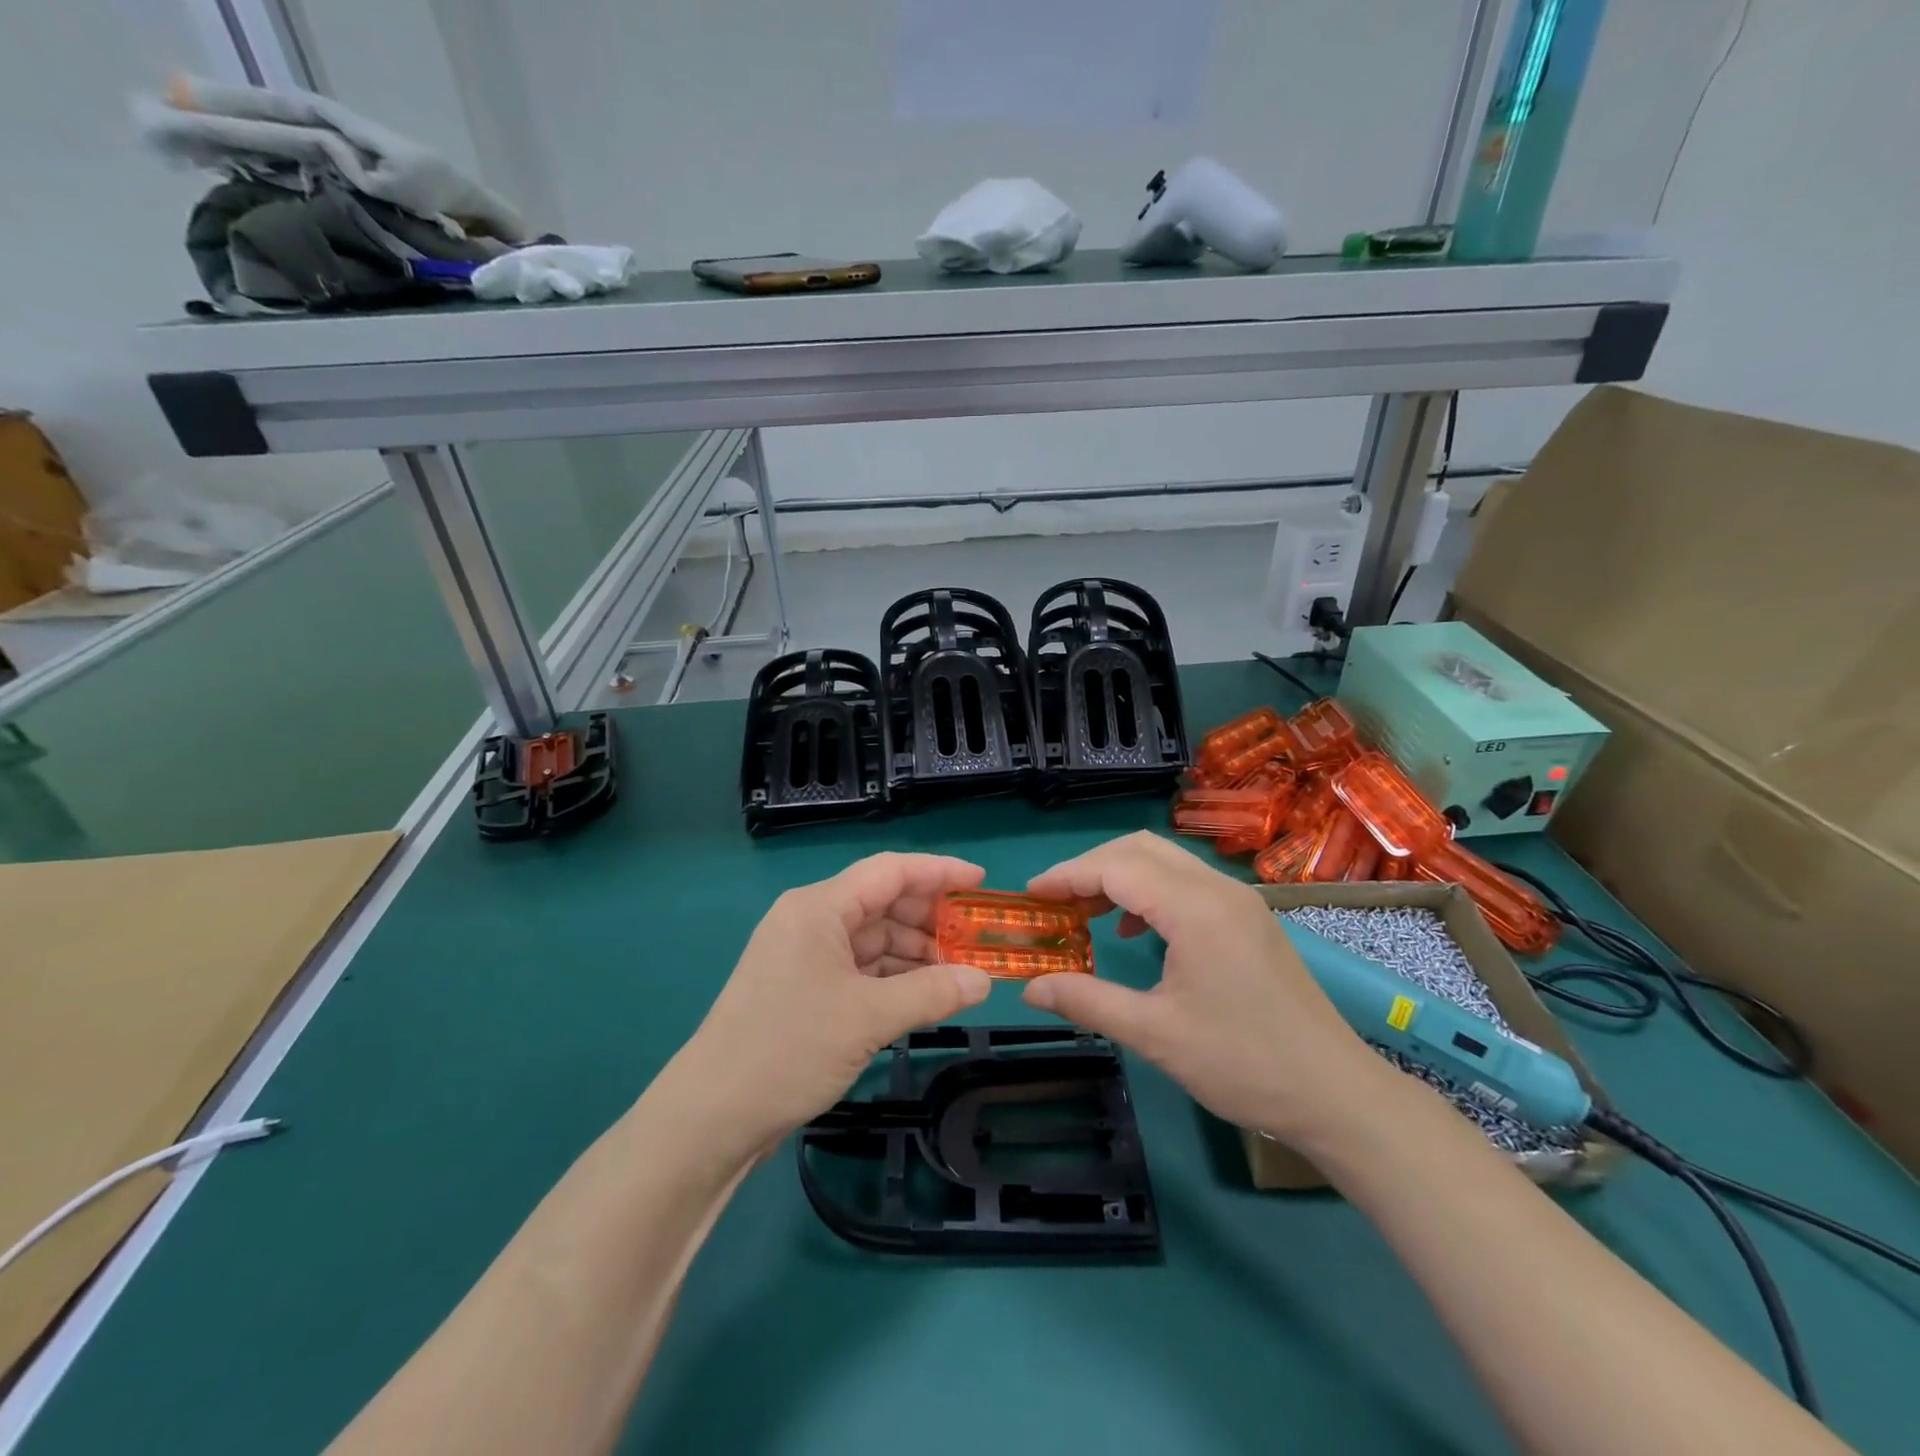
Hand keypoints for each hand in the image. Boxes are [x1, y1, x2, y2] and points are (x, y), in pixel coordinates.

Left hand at [675, 853, 992, 1152]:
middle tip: (978, 938)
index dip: (939, 872)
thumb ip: (932, 992)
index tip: (981, 881)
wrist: (712, 1116)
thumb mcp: (868, 1018)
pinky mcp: (804, 989)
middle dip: (931, 919)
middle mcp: (810, 920)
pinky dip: (893, 979)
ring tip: (961, 973)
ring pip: (872, 939)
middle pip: (882, 904)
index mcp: (819, 908)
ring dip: (915, 954)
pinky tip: (925, 996)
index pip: (889, 871)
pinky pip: (860, 969)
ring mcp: (805, 956)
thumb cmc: (789, 1048)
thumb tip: (984, 982)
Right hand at [1021, 832, 1382, 1144]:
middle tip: (1055, 901)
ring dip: (1120, 876)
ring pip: (1166, 861)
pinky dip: (1150, 891)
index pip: (1116, 866)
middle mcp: (1218, 889)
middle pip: (1140, 849)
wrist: (1337, 1095)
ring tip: (1085, 913)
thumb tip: (1030, 988)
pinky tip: (1135, 931)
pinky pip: (1187, 883)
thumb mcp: (1155, 1034)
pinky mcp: (1250, 918)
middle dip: (1090, 867)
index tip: (1031, 896)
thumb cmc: (1243, 1064)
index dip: (1067, 875)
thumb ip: (1087, 1001)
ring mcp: (1240, 901)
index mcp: (1195, 908)